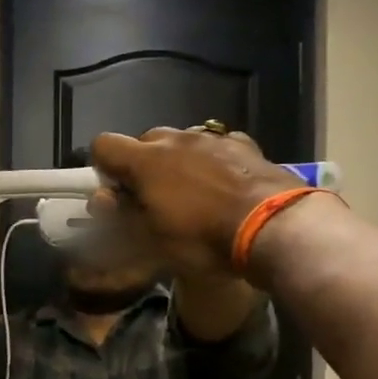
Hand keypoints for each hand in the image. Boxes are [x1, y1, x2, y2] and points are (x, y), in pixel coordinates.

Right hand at [90, 127, 305, 279]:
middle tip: (154, 199)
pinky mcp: (245, 145)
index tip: (116, 194)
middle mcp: (175, 139)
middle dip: (143, 165)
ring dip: (178, 162)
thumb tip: (105, 199)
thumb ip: (121, 215)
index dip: (103, 168)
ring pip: (182, 142)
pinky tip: (225, 187)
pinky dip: (212, 162)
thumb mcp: (151, 239)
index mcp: (145, 160)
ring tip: (193, 195)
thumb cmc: (203, 238)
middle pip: (145, 141)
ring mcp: (213, 139)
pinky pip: (217, 147)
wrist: (274, 227)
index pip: (103, 144)